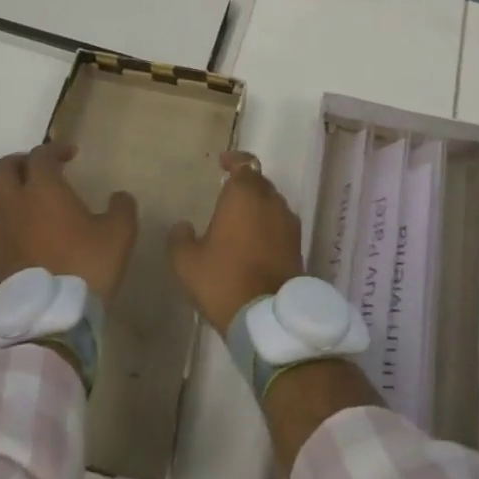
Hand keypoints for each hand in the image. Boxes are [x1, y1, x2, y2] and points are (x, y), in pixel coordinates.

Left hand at [0, 143, 138, 302]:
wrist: (52, 318)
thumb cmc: (86, 265)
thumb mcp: (120, 232)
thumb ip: (122, 207)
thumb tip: (118, 197)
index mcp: (44, 189)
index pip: (41, 154)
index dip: (55, 149)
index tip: (71, 156)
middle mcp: (14, 204)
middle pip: (1, 168)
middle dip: (19, 163)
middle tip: (38, 171)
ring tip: (18, 201)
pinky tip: (10, 242)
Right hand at [168, 151, 304, 333]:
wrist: (270, 317)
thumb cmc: (225, 279)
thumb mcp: (187, 262)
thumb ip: (180, 238)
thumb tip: (182, 226)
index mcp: (244, 194)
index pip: (244, 163)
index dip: (234, 160)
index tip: (222, 163)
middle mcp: (270, 200)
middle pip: (259, 181)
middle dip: (244, 184)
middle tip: (227, 194)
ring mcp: (288, 222)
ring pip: (272, 202)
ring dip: (258, 205)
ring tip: (239, 220)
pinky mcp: (298, 244)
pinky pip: (280, 223)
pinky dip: (268, 225)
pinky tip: (255, 241)